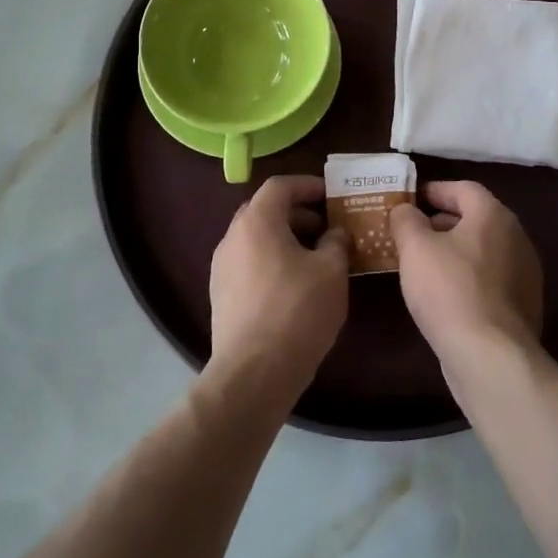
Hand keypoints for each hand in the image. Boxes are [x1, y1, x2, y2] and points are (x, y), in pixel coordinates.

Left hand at [208, 175, 351, 408]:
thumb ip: (336, 242)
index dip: (307, 185)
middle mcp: (232, 237)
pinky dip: (272, 260)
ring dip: (285, 238)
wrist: (253, 372)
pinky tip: (296, 284)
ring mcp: (222, 267)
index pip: (279, 186)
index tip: (331, 194)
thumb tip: (335, 233)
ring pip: (256, 239)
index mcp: (257, 222)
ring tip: (316, 257)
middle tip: (326, 226)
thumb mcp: (331, 271)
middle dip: (297, 213)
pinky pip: (249, 263)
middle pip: (265, 210)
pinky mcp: (221, 295)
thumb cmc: (297, 311)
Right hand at [390, 181, 543, 370]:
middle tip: (413, 232)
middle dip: (443, 221)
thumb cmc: (449, 290)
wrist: (491, 356)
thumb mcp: (415, 248)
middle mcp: (516, 237)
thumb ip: (406, 220)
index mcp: (493, 215)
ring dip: (456, 250)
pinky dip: (469, 276)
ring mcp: (525, 273)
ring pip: (484, 249)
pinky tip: (446, 294)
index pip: (464, 188)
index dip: (435, 190)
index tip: (412, 199)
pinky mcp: (524, 304)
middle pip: (476, 218)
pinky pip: (491, 278)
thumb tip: (405, 209)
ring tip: (425, 264)